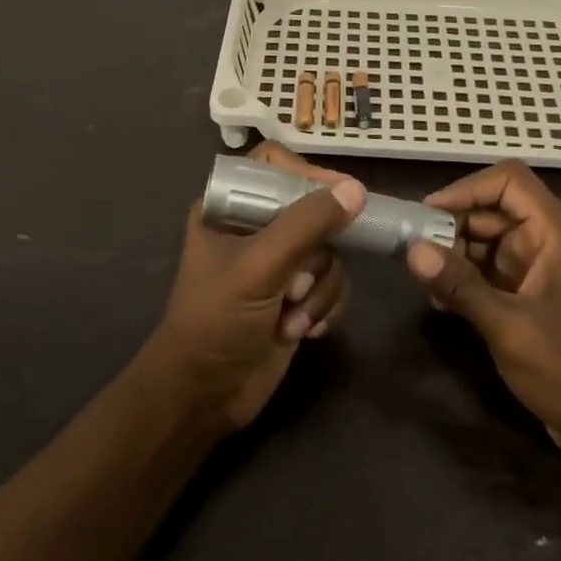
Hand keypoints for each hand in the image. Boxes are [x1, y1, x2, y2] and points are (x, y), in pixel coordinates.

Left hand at [141, 143, 365, 430]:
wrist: (205, 395)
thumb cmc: (216, 320)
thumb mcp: (259, 267)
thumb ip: (307, 225)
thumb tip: (356, 190)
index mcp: (229, 206)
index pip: (275, 165)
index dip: (308, 175)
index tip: (339, 197)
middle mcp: (256, 227)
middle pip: (314, 211)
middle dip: (315, 257)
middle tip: (297, 283)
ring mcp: (279, 263)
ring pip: (330, 253)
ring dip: (319, 291)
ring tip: (292, 319)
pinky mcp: (296, 295)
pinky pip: (334, 283)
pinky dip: (326, 307)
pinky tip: (305, 332)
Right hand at [403, 159, 560, 466]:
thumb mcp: (511, 328)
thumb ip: (461, 286)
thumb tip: (412, 249)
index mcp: (555, 234)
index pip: (508, 181)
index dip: (466, 189)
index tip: (427, 215)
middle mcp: (545, 242)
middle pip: (491, 210)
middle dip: (451, 225)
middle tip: (413, 252)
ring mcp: (536, 270)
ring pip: (484, 241)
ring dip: (452, 254)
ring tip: (423, 281)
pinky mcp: (526, 296)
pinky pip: (487, 271)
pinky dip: (462, 278)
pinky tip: (440, 302)